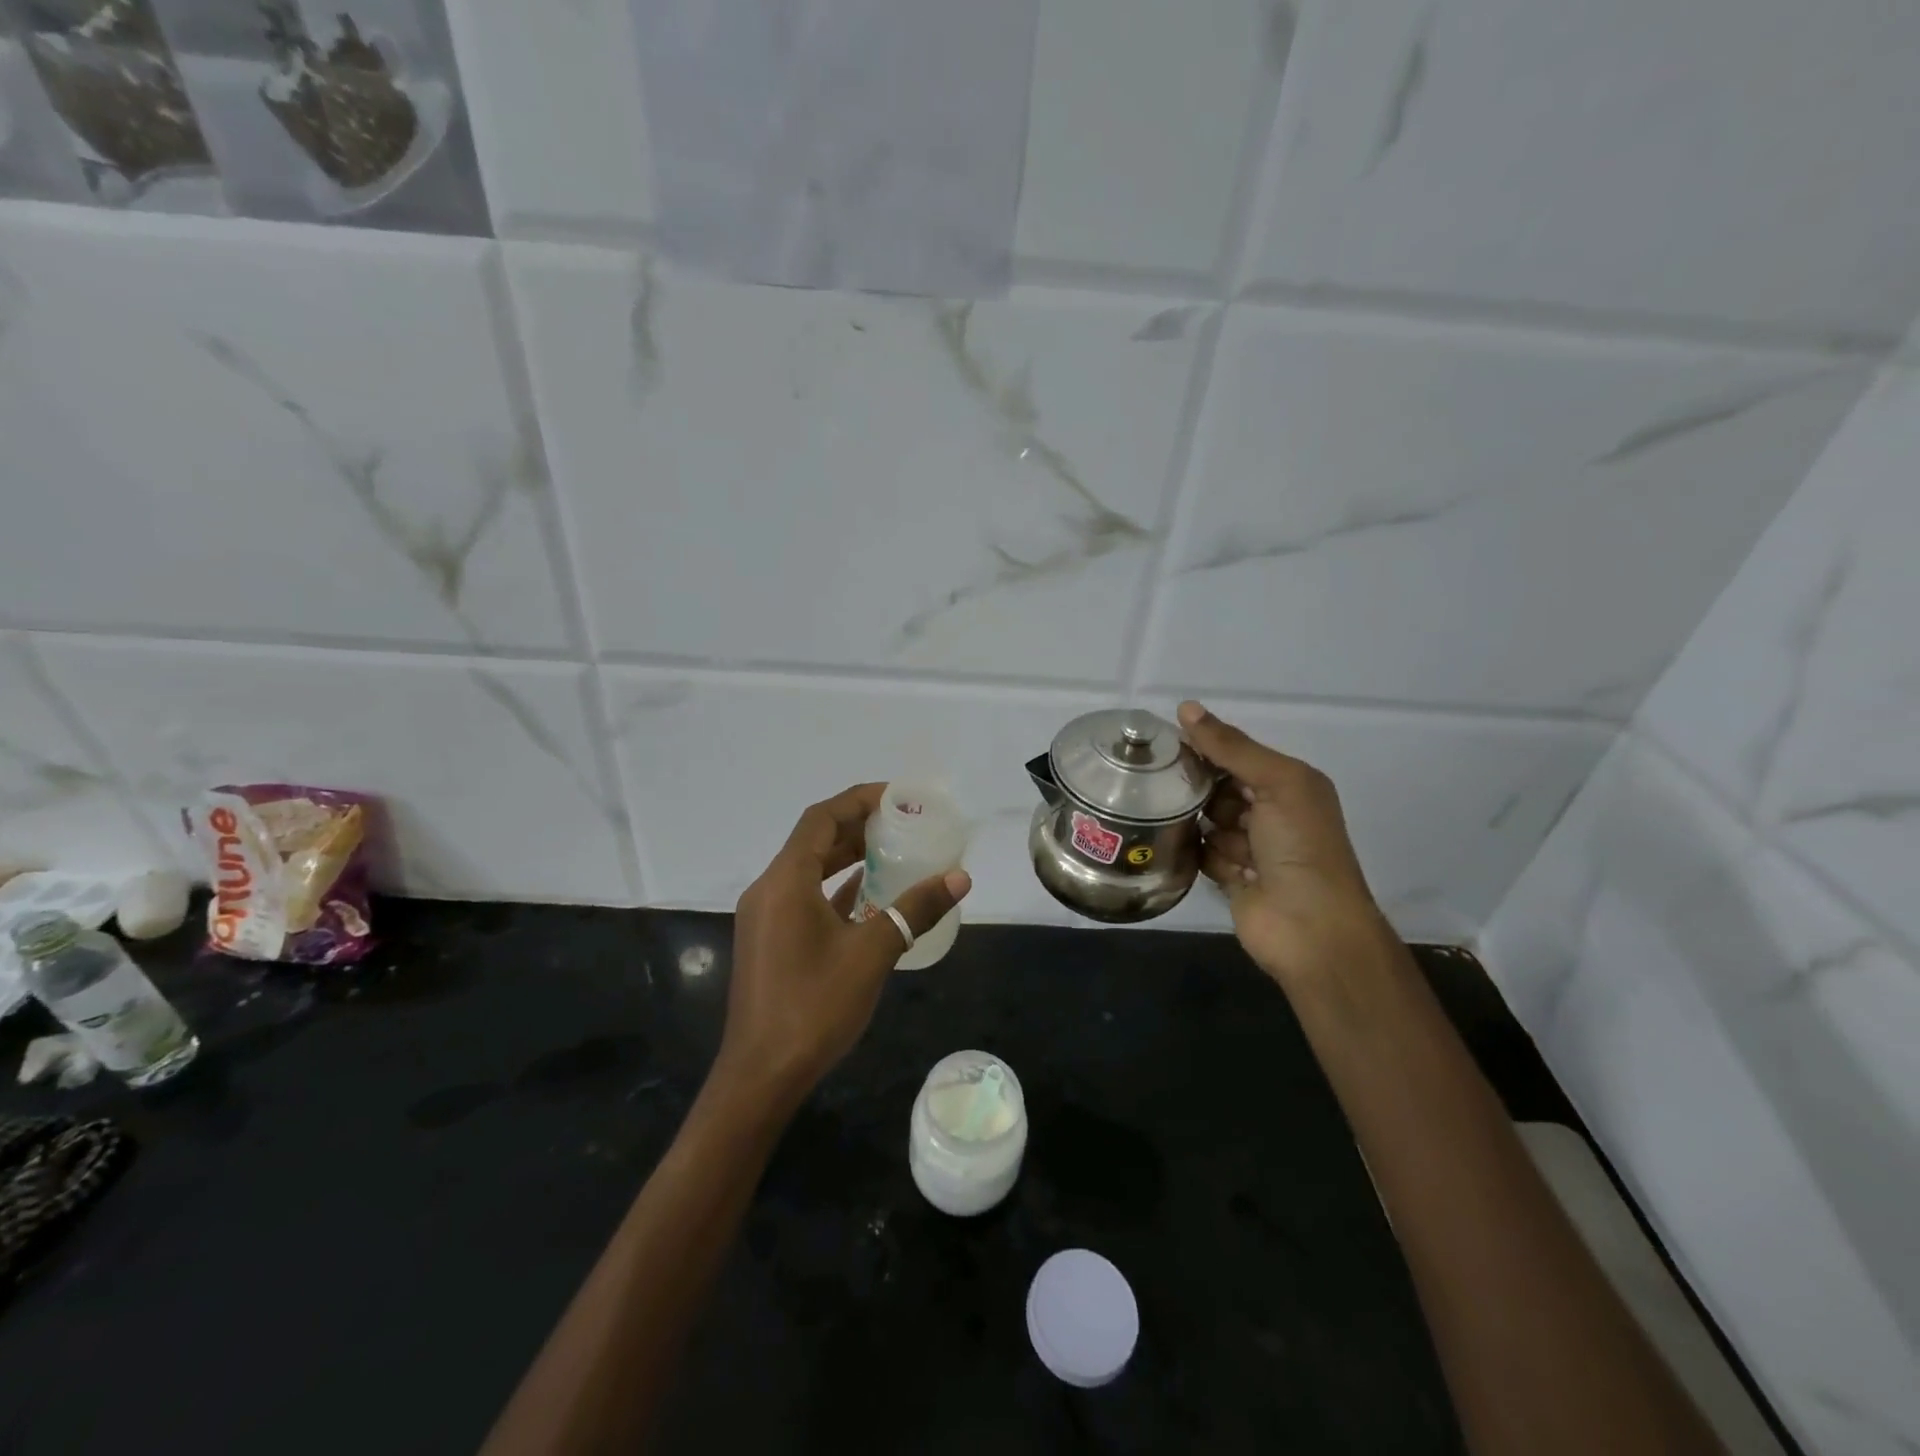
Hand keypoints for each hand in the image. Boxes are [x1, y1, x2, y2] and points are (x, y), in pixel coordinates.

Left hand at [716, 784, 971, 1111]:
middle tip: (902, 822)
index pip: (821, 819)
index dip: (858, 800)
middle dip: (857, 826)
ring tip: (892, 850)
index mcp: (785, 881)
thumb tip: (959, 877)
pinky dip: (836, 888)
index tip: (896, 796)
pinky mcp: (770, 940)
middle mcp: (769, 889)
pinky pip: (805, 897)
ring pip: (809, 869)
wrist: (760, 1076)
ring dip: (846, 856)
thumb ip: (914, 910)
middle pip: (813, 840)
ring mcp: (766, 917)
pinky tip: (869, 895)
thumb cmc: (813, 1007)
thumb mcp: (872, 954)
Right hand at [1178, 701, 1400, 991]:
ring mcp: (1251, 848)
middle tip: (1157, 780)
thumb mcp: (1276, 783)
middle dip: (1195, 785)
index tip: (1163, 742)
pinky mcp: (1231, 878)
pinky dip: (1194, 851)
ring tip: (1162, 815)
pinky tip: (1173, 846)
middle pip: (1220, 787)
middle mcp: (1272, 814)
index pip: (1238, 756)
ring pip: (1208, 821)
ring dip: (1194, 820)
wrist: (1311, 929)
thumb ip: (1232, 747)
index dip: (1206, 747)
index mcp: (1290, 785)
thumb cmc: (1301, 847)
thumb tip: (1186, 708)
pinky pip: (1203, 853)